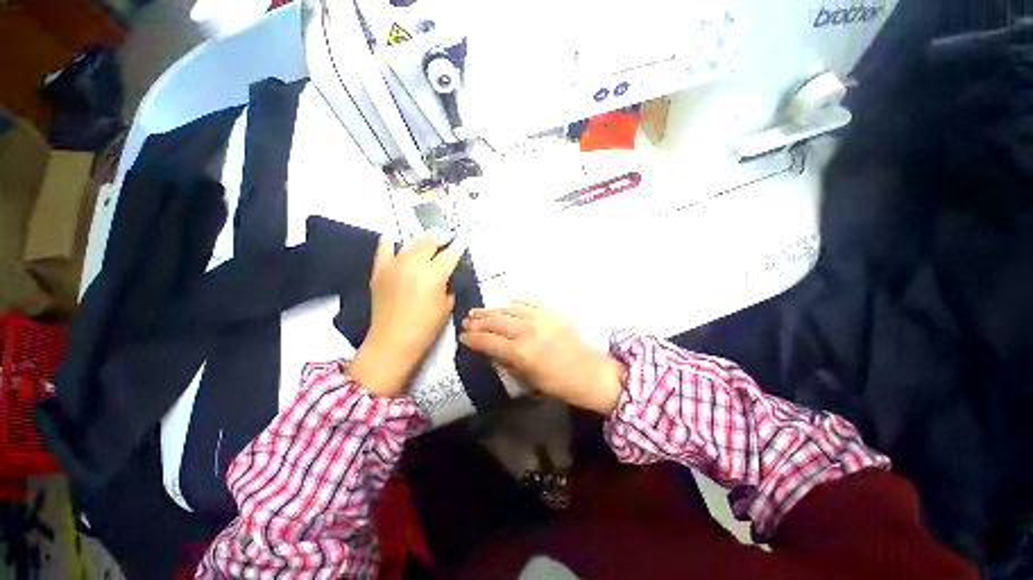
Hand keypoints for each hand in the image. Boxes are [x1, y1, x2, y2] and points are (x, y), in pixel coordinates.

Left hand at [349, 232, 463, 396]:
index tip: (462, 242)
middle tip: (447, 238)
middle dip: (440, 237)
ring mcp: (394, 265)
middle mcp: (414, 264)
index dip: (458, 247)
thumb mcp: (446, 305)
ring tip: (428, 242)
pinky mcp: (380, 271)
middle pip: (429, 241)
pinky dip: (389, 243)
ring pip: (410, 243)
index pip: (450, 254)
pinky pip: (384, 250)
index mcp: (434, 274)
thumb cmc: (425, 327)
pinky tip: (393, 240)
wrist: (393, 340)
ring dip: (421, 241)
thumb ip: (449, 286)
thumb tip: (446, 276)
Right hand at [460, 301, 625, 414]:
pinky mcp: (550, 312)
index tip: (463, 337)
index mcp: (520, 352)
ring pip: (508, 310)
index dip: (473, 339)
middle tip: (466, 321)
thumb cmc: (558, 383)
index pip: (488, 342)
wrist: (588, 371)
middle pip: (495, 322)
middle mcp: (526, 331)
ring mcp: (539, 318)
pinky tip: (507, 304)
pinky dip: (515, 303)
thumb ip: (507, 363)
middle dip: (478, 322)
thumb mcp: (528, 380)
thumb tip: (492, 351)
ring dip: (492, 310)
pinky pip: (528, 302)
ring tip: (479, 311)